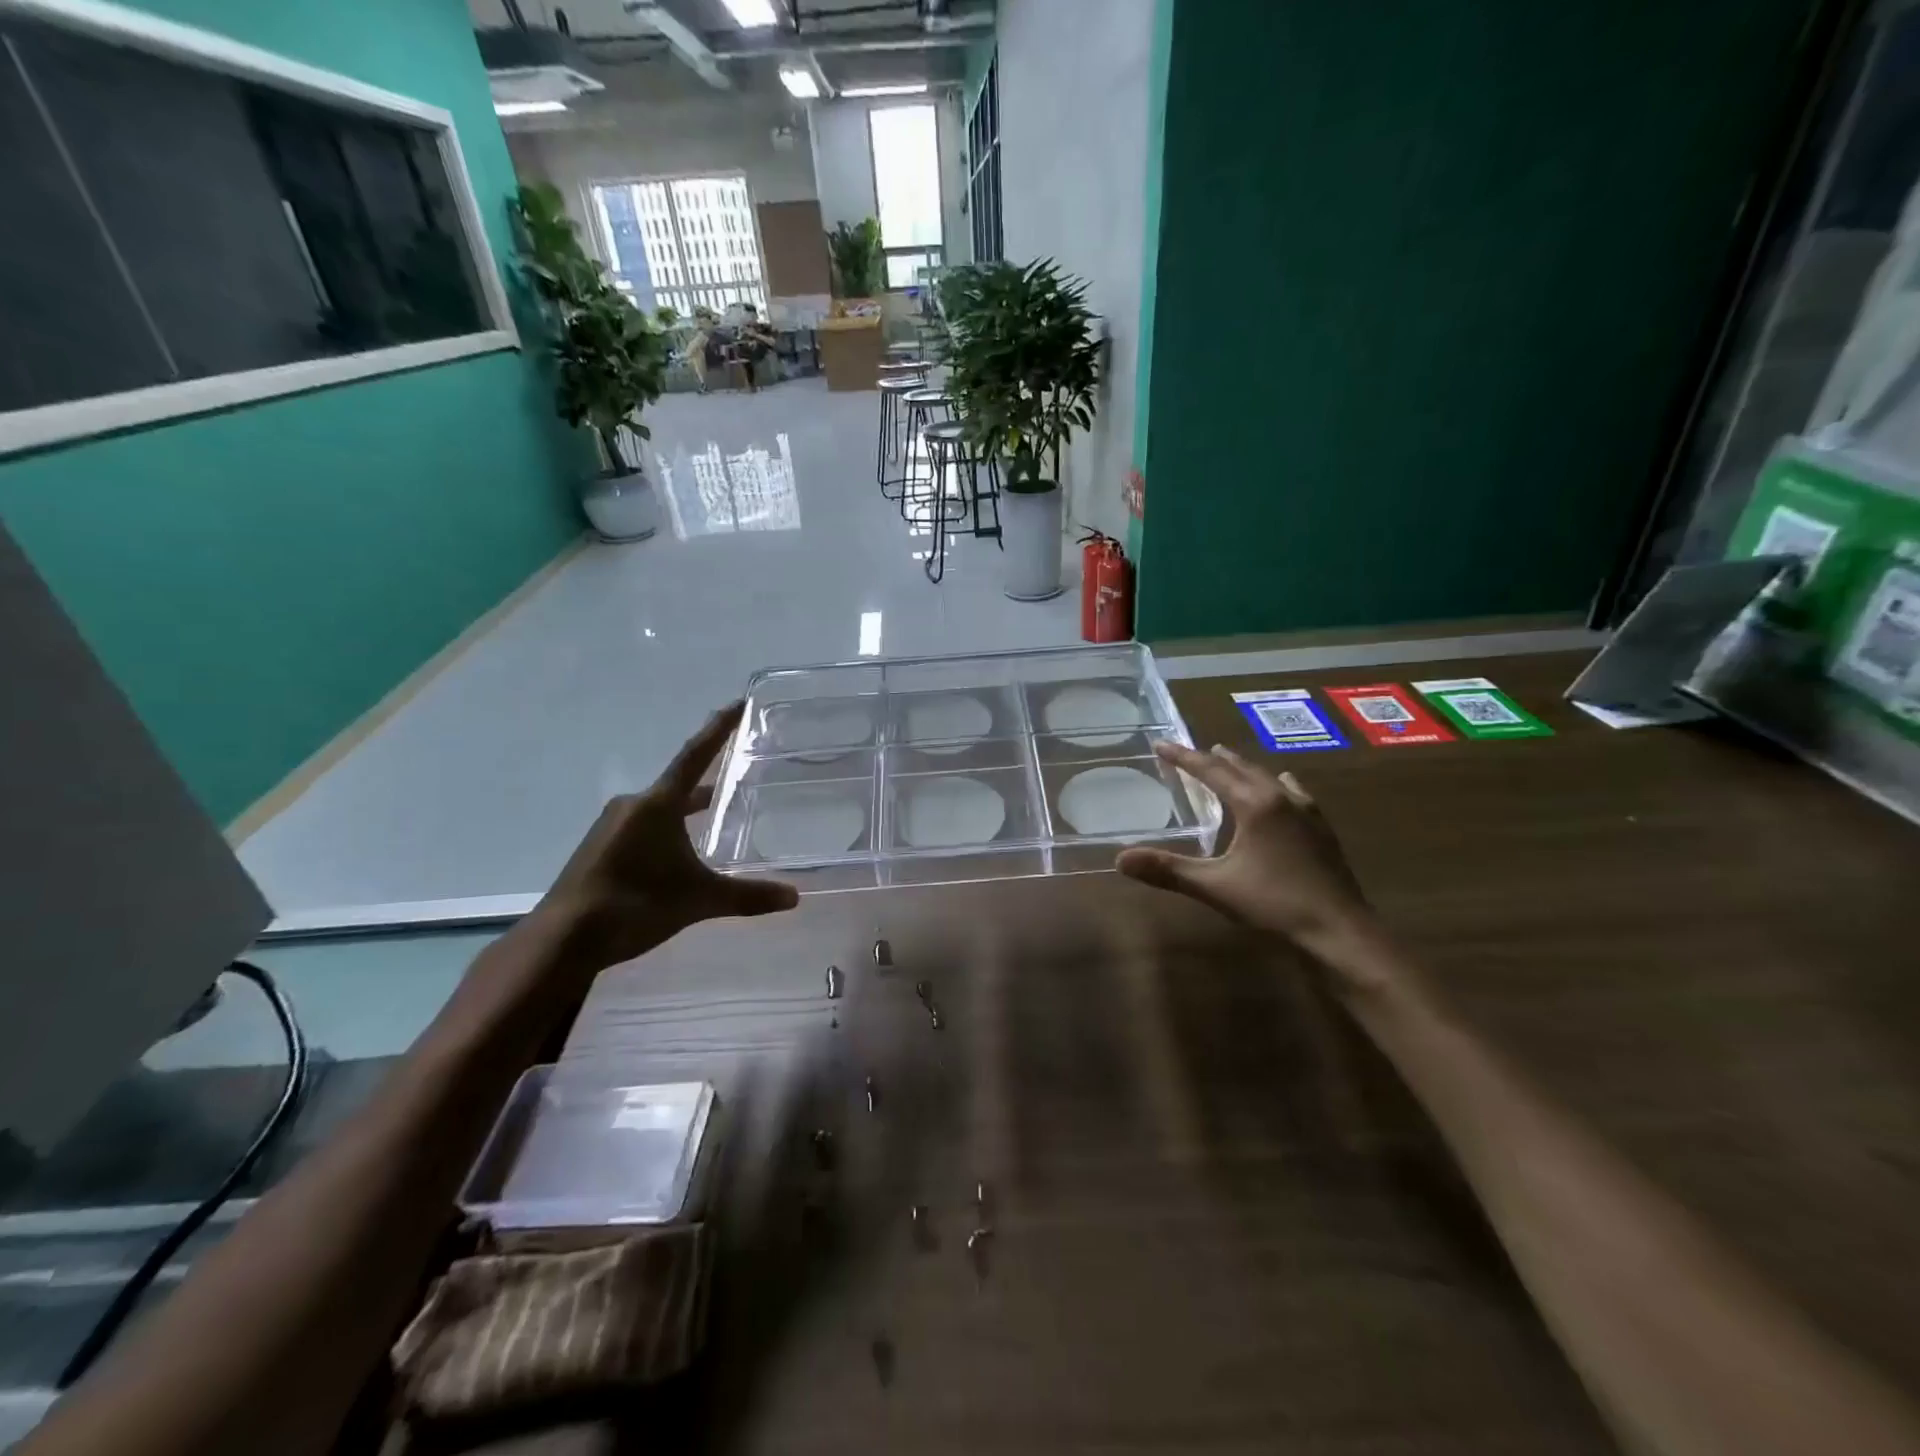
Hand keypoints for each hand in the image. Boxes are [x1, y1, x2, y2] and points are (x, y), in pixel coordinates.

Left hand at [537, 702, 797, 970]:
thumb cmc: (635, 905)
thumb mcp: (698, 900)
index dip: (719, 728)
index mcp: (658, 804)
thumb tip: (794, 897)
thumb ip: (747, 896)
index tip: (738, 703)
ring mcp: (611, 827)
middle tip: (737, 781)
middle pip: (679, 785)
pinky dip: (666, 831)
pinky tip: (677, 856)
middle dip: (709, 786)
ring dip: (686, 812)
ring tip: (712, 822)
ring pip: (660, 809)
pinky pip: (642, 827)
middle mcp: (633, 806)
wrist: (562, 940)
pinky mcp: (598, 849)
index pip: (696, 756)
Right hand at [1116, 742, 1373, 950]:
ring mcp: (1306, 810)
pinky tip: (1283, 785)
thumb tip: (1120, 859)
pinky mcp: (1320, 827)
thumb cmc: (1274, 904)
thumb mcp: (1214, 886)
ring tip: (1227, 760)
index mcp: (1254, 804)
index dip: (1183, 758)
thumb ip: (1168, 870)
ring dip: (1243, 767)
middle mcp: (1280, 797)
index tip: (1161, 744)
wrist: (1339, 929)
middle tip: (1190, 751)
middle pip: (1240, 768)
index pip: (1211, 771)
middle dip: (1212, 758)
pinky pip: (1292, 791)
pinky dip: (1275, 783)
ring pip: (1267, 776)